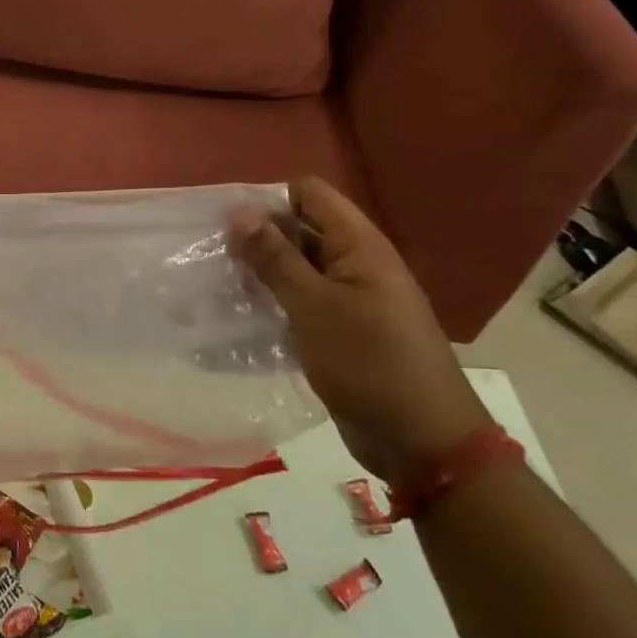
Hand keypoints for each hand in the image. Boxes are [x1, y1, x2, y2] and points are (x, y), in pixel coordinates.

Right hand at [229, 177, 489, 482]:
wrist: (422, 443)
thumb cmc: (369, 363)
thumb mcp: (313, 306)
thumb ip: (275, 257)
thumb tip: (239, 211)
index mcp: (359, 245)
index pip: (309, 193)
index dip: (269, 199)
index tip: (230, 224)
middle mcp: (357, 263)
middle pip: (300, 228)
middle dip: (258, 237)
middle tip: (214, 255)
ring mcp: (351, 298)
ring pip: (297, 267)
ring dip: (262, 272)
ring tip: (219, 284)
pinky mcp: (341, 330)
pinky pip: (301, 301)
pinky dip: (274, 302)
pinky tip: (241, 315)